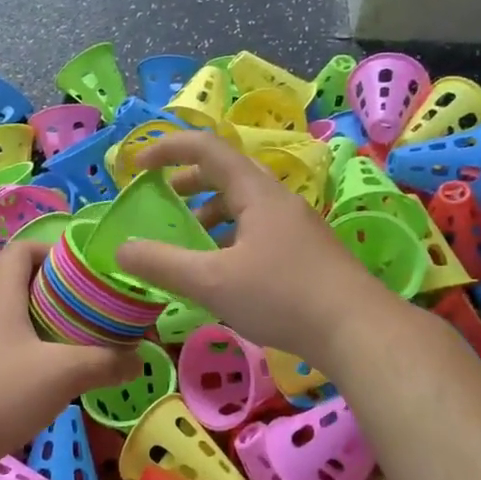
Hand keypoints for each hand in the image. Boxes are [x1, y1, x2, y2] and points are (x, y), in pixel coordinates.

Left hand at [0, 239, 140, 472]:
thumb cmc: (0, 394)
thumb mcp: (64, 374)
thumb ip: (106, 362)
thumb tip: (138, 360)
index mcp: (0, 295)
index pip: (22, 249)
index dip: (53, 251)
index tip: (84, 273)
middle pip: (23, 284)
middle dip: (61, 294)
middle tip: (94, 312)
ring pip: (16, 320)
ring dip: (48, 327)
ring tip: (81, 345)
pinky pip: (5, 349)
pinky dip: (31, 354)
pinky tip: (52, 380)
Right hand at [114, 131, 392, 371]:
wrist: (359, 331)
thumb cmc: (283, 297)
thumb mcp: (212, 283)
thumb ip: (163, 265)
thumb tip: (122, 251)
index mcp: (255, 192)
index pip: (205, 148)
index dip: (166, 149)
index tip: (135, 167)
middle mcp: (277, 199)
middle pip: (226, 174)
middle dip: (187, 182)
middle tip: (161, 201)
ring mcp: (296, 225)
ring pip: (243, 205)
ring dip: (209, 213)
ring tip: (189, 241)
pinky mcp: (306, 251)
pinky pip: (258, 229)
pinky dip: (230, 237)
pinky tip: (225, 272)